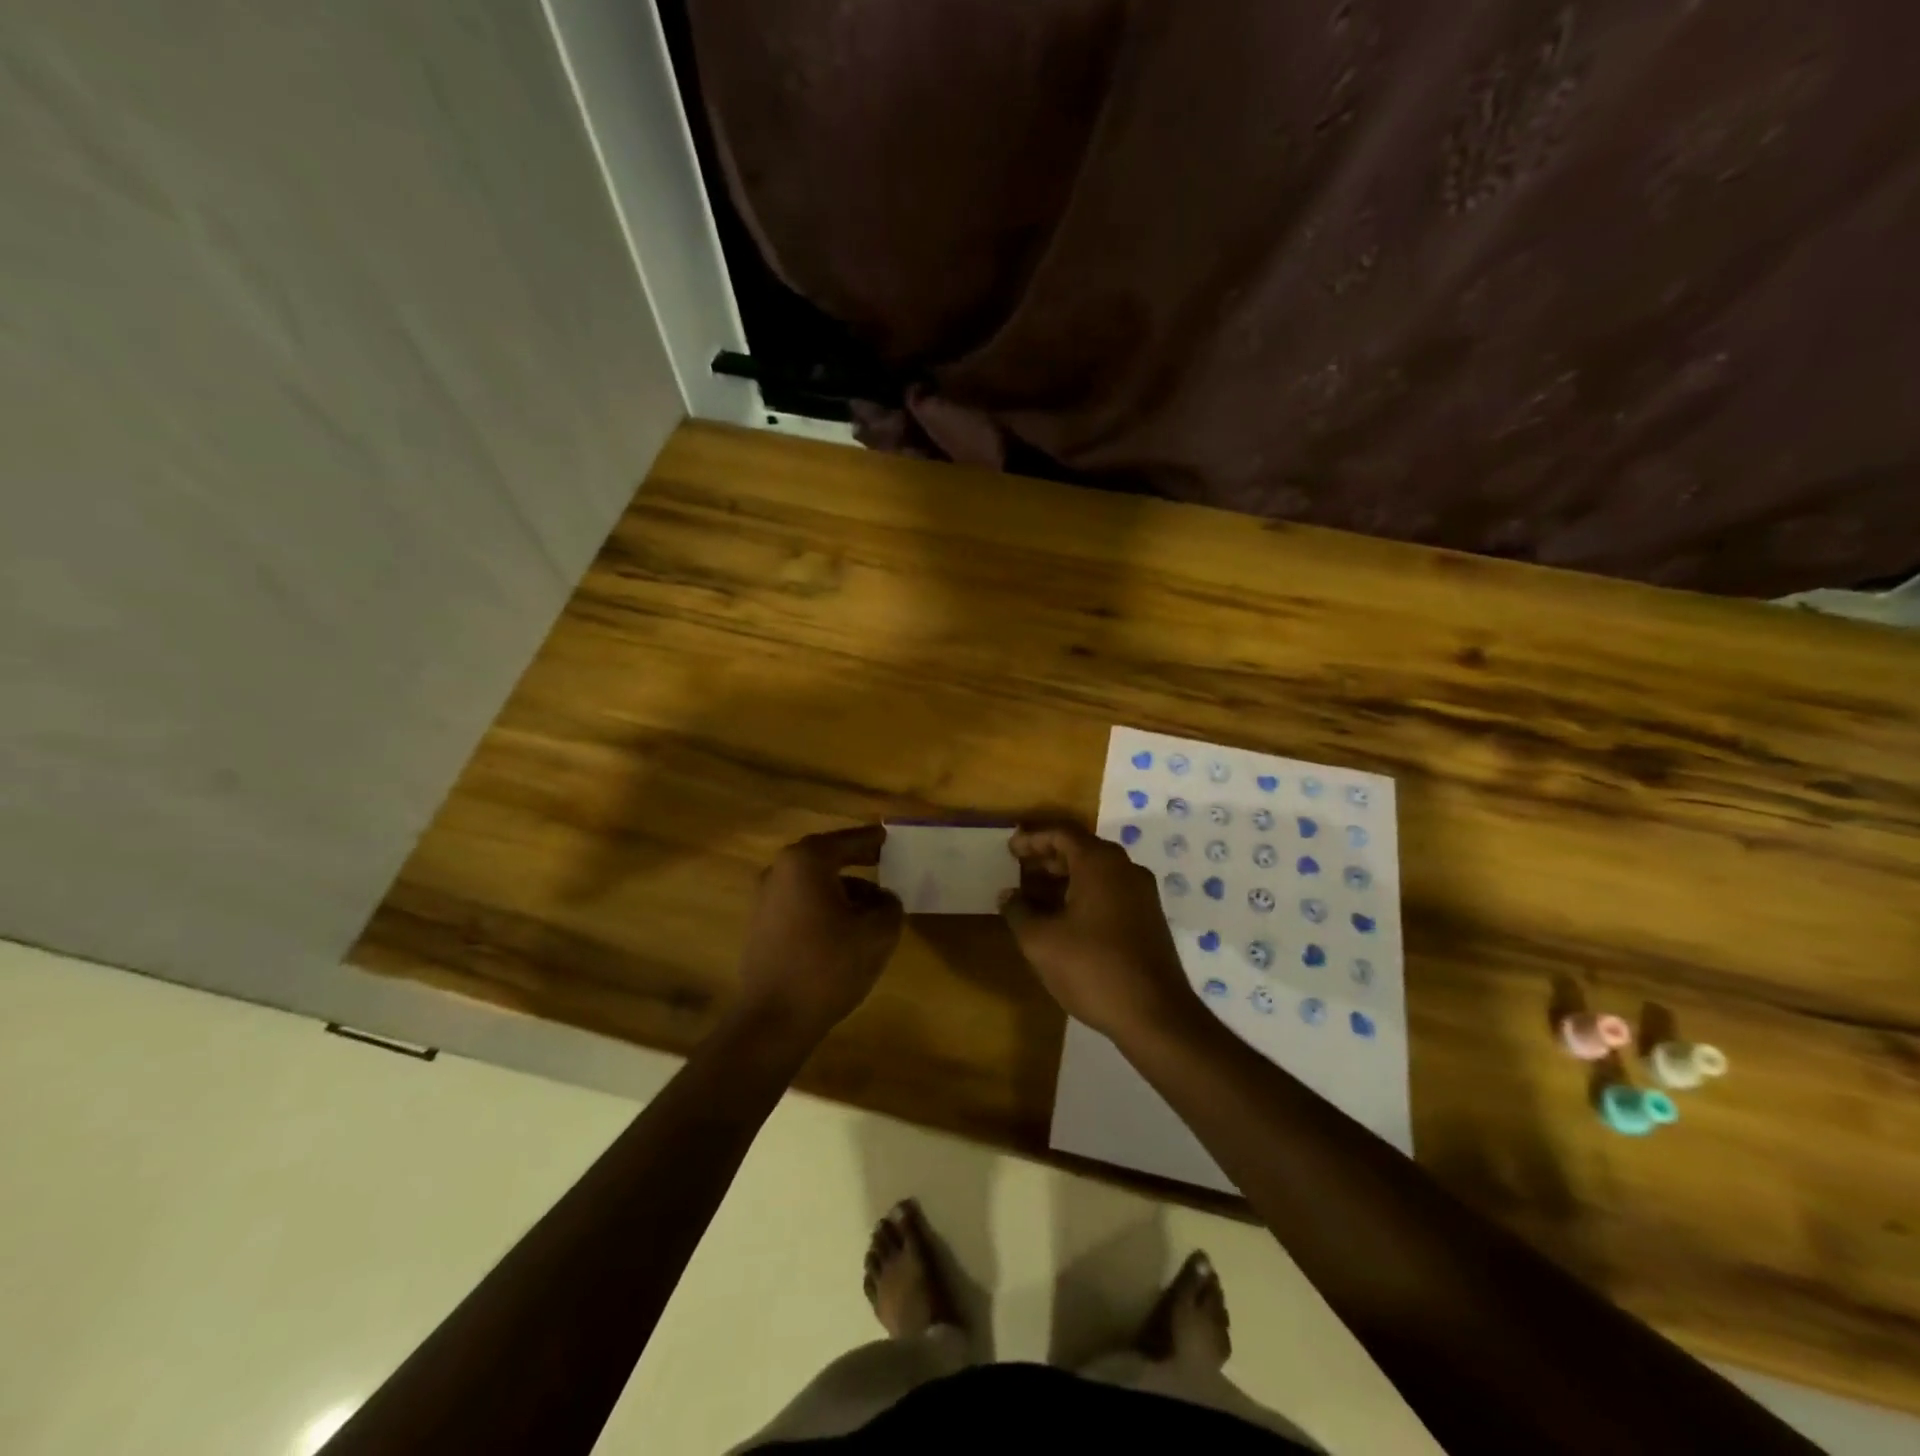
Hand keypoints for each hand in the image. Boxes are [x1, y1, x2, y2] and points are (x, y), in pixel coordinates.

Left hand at [736, 825, 904, 1042]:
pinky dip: (823, 906)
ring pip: (813, 882)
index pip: (849, 840)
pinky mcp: (760, 925)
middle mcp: (780, 870)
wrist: (774, 1018)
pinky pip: (800, 903)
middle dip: (857, 862)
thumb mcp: (878, 932)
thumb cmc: (828, 965)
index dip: (873, 839)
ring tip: (871, 908)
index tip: (891, 838)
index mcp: (806, 861)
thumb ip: (889, 904)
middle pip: (827, 858)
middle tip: (885, 865)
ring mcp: (765, 898)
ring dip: (842, 889)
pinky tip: (844, 930)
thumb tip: (882, 898)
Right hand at [1000, 822, 1194, 1041]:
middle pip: (1081, 849)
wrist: (1155, 1015)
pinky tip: (1063, 918)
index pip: (1062, 833)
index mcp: (1100, 863)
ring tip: (1034, 896)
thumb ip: (1018, 911)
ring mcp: (1141, 894)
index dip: (1032, 838)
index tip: (1009, 849)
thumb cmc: (1092, 969)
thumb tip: (1008, 895)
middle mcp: (1125, 869)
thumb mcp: (1041, 941)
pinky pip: (1109, 891)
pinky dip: (1083, 894)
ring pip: (1096, 872)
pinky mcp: (1148, 918)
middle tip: (1018, 870)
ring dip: (1064, 878)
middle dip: (1047, 858)